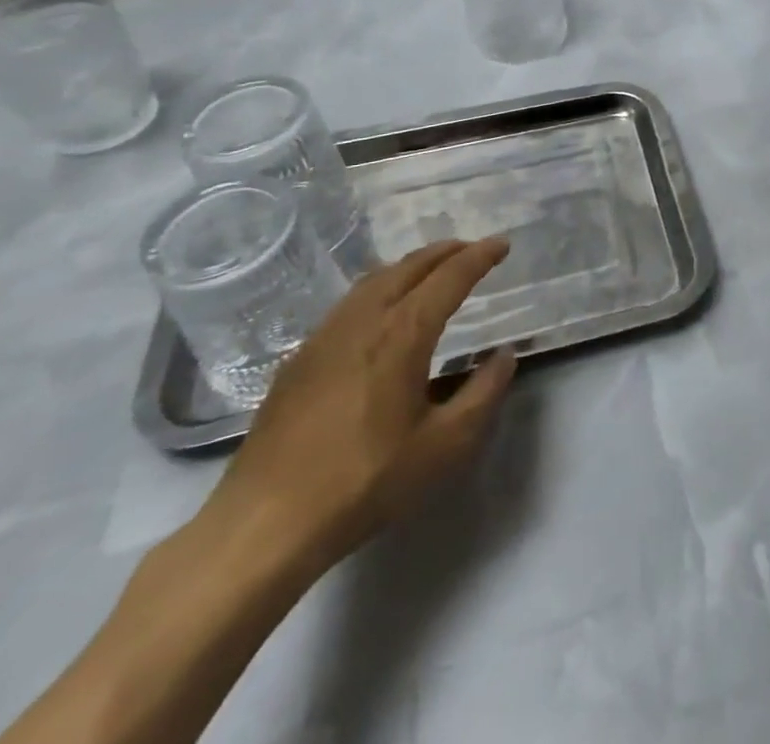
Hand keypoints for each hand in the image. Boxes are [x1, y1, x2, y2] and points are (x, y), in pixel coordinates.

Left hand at [202, 237, 517, 575]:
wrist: (264, 525)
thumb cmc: (365, 482)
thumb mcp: (444, 446)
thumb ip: (483, 394)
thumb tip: (504, 356)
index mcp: (403, 333)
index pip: (450, 277)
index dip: (480, 256)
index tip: (502, 244)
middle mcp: (364, 320)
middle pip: (410, 266)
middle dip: (446, 251)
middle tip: (473, 250)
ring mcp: (325, 336)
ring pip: (375, 279)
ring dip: (411, 265)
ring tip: (432, 270)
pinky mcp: (300, 359)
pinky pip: (349, 302)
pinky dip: (380, 287)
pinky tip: (382, 310)